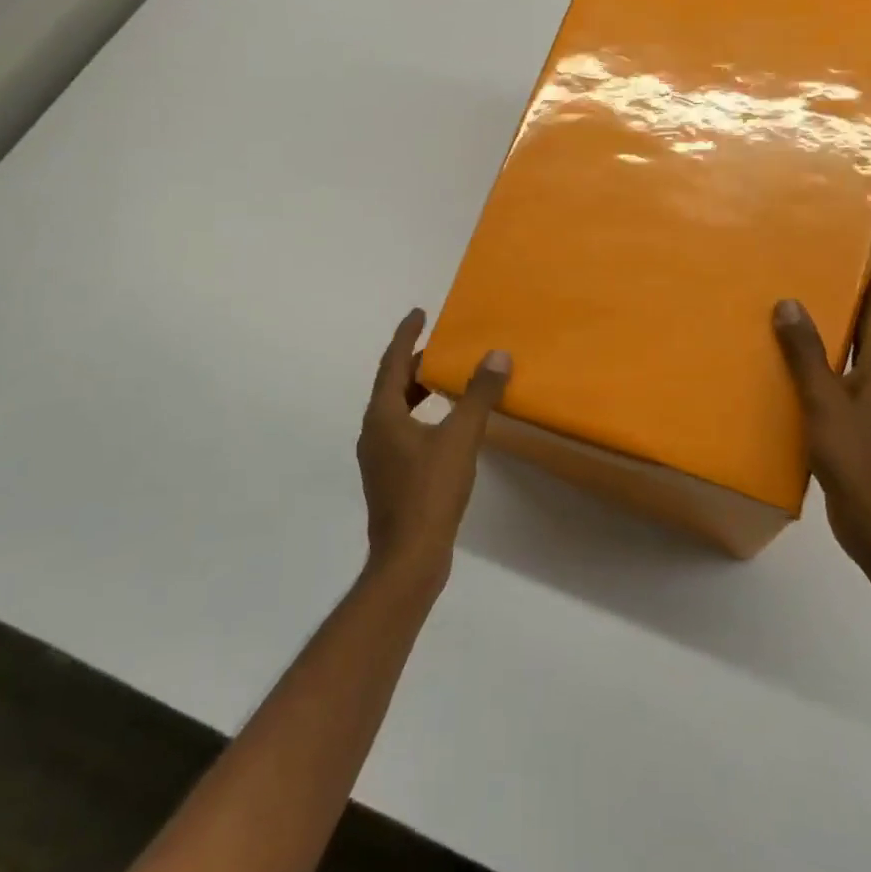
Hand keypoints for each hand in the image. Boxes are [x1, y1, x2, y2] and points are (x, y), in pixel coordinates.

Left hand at [356, 309, 510, 585]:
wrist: (408, 558)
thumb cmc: (430, 491)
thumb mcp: (460, 437)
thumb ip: (478, 395)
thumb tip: (497, 355)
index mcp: (382, 416)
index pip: (392, 363)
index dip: (406, 335)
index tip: (419, 313)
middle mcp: (373, 432)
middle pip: (392, 386)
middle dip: (415, 363)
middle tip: (441, 348)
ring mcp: (378, 458)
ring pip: (397, 411)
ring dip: (419, 392)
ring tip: (446, 382)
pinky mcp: (389, 479)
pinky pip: (403, 432)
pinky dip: (421, 417)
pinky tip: (446, 428)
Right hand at [773, 255, 870, 571]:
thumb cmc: (858, 461)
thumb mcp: (824, 404)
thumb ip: (806, 355)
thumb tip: (790, 303)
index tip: (855, 242)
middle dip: (852, 292)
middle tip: (813, 268)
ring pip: (859, 350)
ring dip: (837, 327)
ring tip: (798, 310)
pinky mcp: (865, 423)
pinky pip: (846, 377)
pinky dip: (827, 361)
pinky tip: (795, 368)